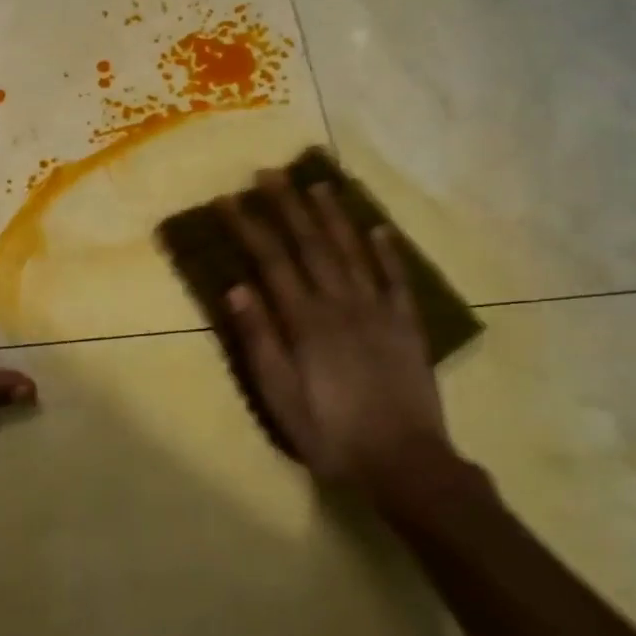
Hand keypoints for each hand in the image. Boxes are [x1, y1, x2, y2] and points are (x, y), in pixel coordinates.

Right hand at [218, 173, 478, 522]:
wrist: (403, 462)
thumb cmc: (330, 433)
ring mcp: (379, 311)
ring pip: (353, 252)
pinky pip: (397, 279)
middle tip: (271, 173)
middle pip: (311, 245)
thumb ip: (259, 340)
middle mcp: (342, 304)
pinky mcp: (406, 325)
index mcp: (306, 321)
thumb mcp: (279, 396)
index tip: (229, 199)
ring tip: (318, 185)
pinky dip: (387, 252)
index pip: (271, 261)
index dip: (248, 228)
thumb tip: (236, 288)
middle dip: (288, 206)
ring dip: (333, 217)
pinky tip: (379, 229)